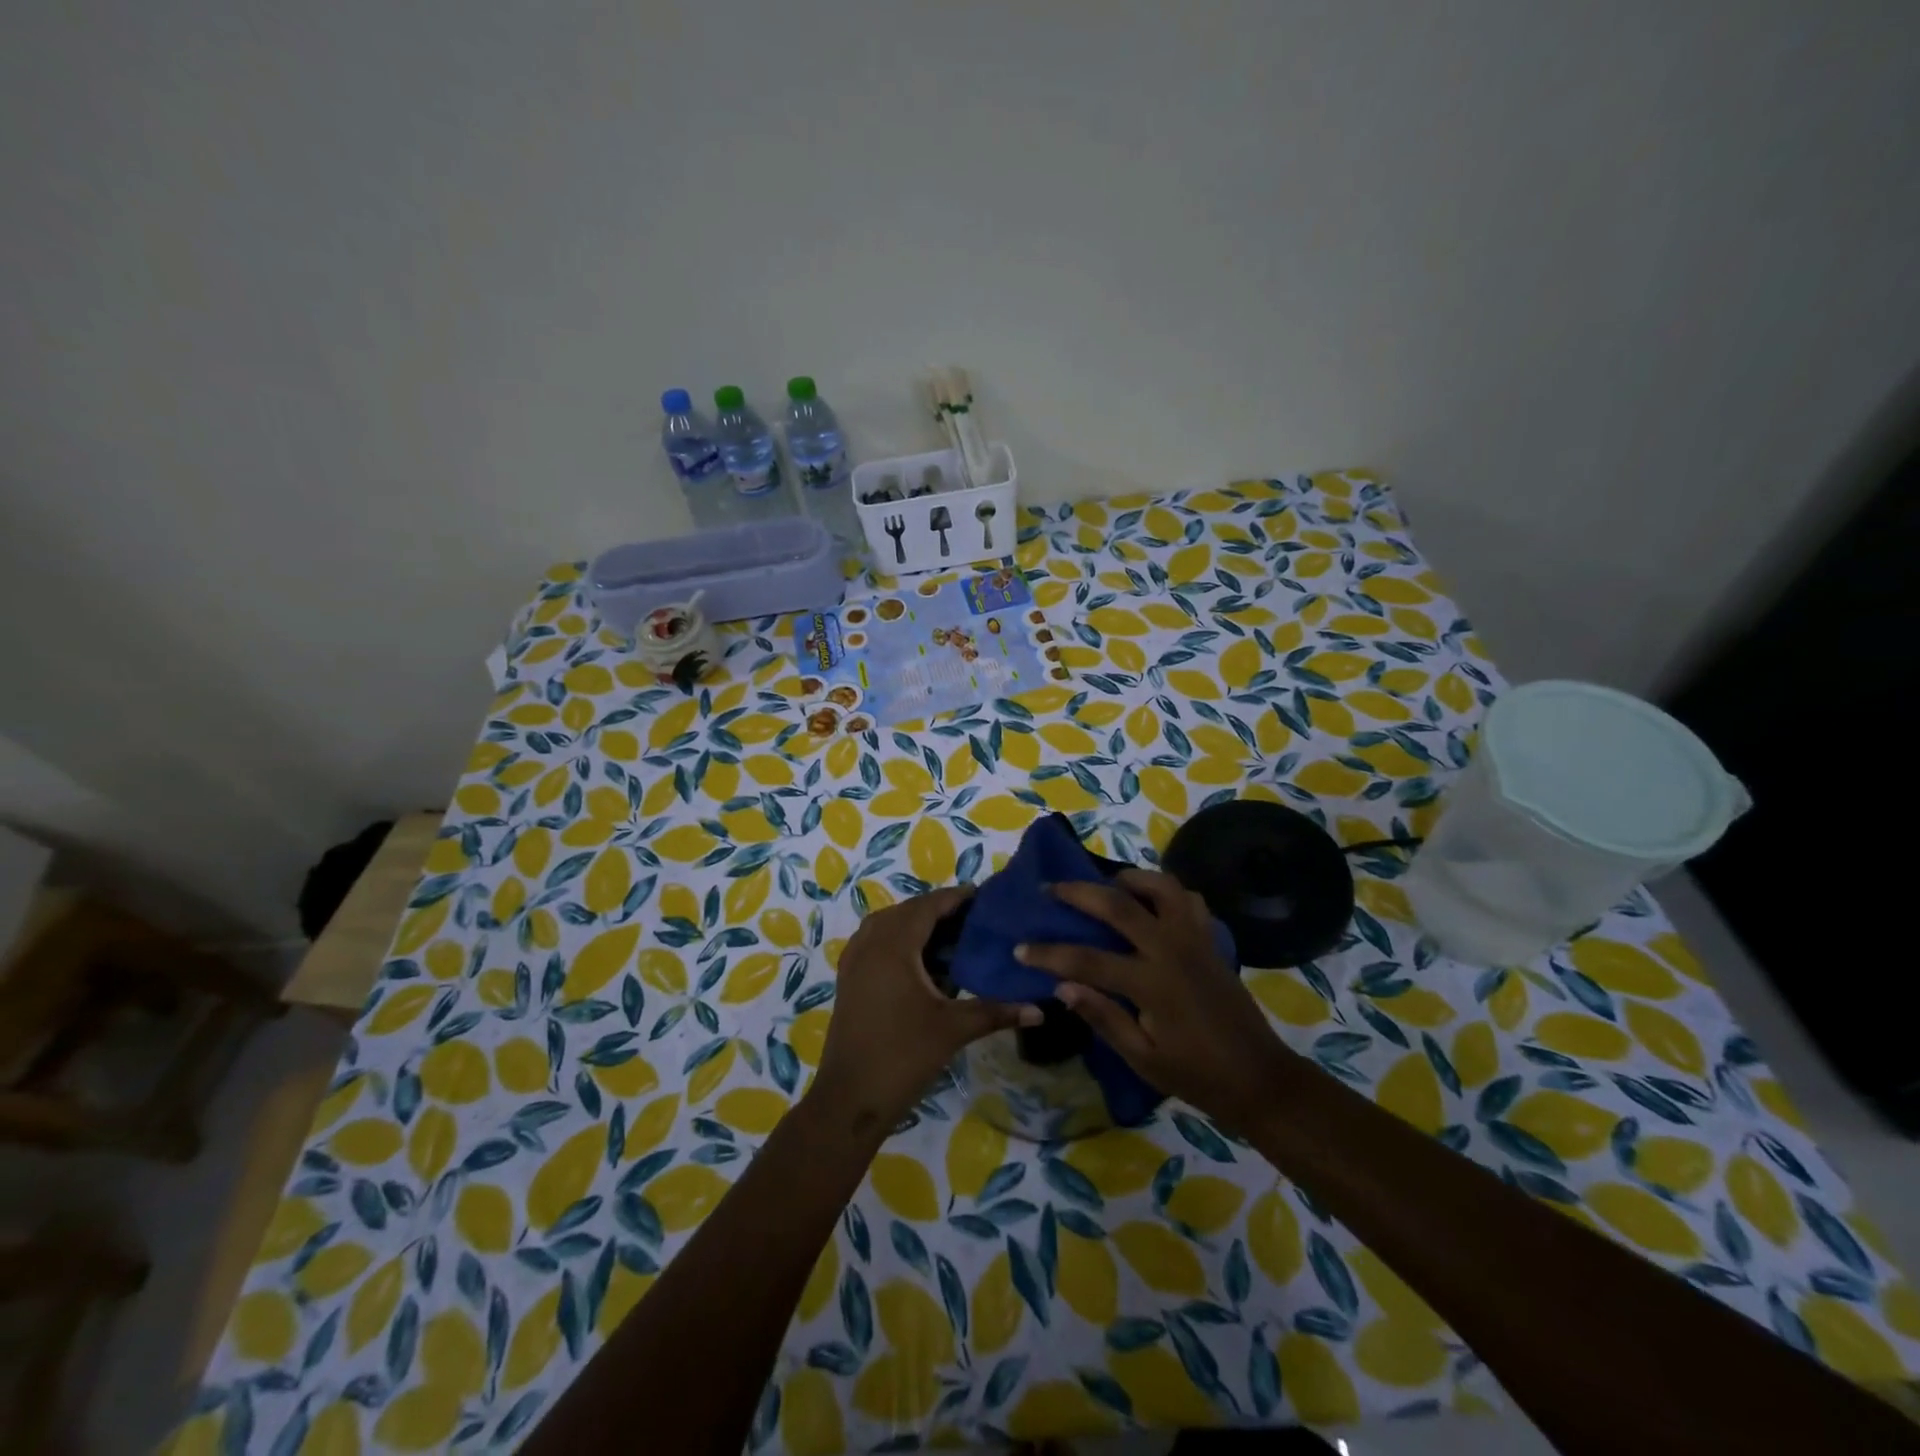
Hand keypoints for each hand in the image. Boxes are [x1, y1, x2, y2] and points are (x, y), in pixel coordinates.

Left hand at [812, 885, 1039, 1136]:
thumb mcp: (953, 1029)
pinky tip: (920, 961)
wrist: (850, 1098)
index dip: (955, 897)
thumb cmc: (903, 1056)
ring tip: (949, 936)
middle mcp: (870, 943)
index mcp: (894, 945)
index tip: (984, 897)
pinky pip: (875, 941)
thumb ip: (997, 1012)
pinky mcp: (848, 978)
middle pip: (907, 911)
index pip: (928, 906)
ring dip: (915, 923)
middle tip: (973, 919)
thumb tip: (1041, 1009)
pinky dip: (898, 939)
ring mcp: (854, 960)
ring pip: (887, 924)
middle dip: (938, 909)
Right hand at [1016, 869, 1290, 1134]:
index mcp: (1151, 983)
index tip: (1020, 948)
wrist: (1258, 1078)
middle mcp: (1171, 949)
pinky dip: (1166, 892)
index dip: (1049, 953)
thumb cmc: (1196, 1075)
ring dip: (1129, 878)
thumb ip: (1103, 1017)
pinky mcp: (1211, 940)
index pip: (1086, 960)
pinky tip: (1151, 902)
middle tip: (1051, 889)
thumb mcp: (1142, 1059)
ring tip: (1107, 884)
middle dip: (1078, 893)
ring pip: (1160, 887)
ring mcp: (1195, 939)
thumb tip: (1062, 985)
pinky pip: (1188, 900)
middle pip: (1118, 905)